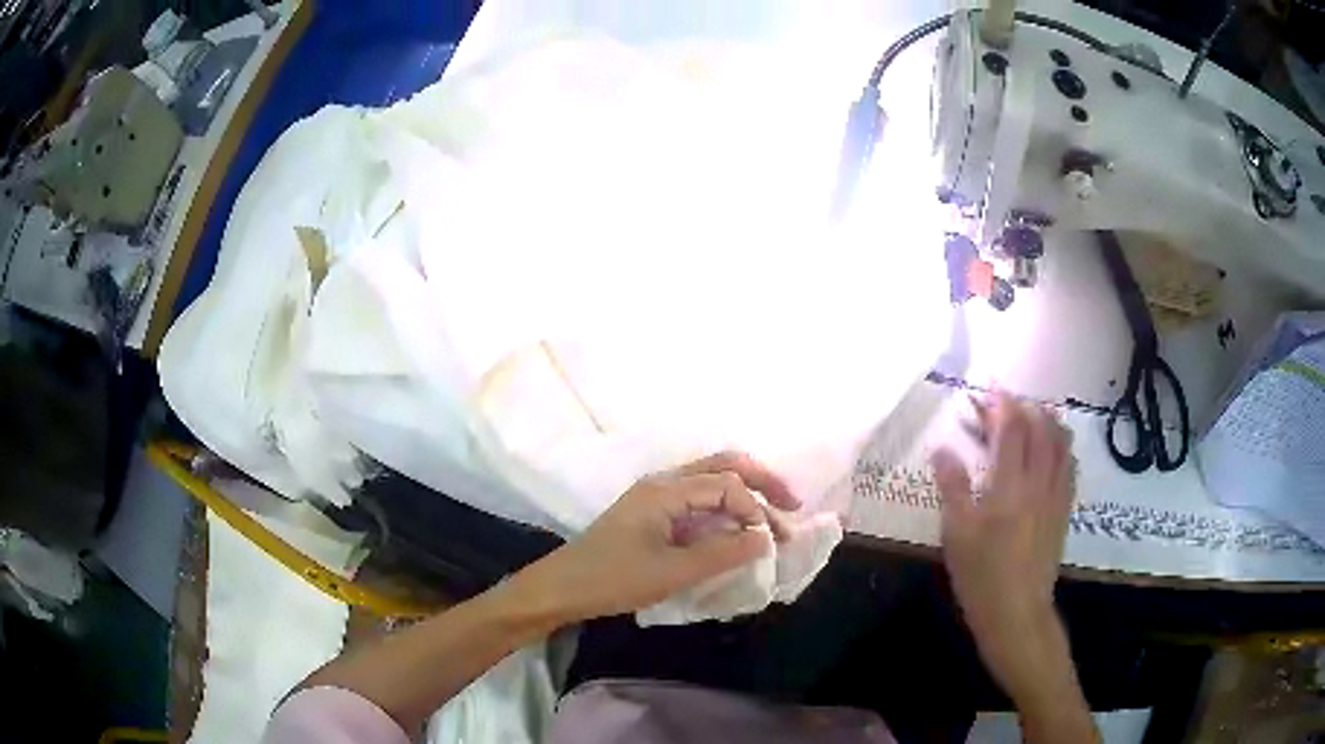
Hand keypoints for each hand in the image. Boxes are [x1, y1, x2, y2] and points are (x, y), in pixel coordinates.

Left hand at [516, 452, 800, 621]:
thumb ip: (721, 554)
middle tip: (793, 504)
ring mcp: (656, 495)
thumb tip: (765, 538)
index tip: (772, 540)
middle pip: (722, 465)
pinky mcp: (653, 513)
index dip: (755, 508)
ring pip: (711, 479)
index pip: (725, 483)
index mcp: (665, 490)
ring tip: (773, 515)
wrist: (562, 587)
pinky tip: (738, 526)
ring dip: (744, 493)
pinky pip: (698, 499)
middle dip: (761, 480)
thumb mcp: (671, 572)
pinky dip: (725, 507)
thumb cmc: (613, 579)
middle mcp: (663, 482)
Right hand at [931, 394, 1074, 700]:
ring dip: (1049, 420)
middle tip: (1006, 402)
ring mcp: (1056, 495)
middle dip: (1024, 406)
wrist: (1017, 613)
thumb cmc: (981, 576)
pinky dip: (1062, 446)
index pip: (1011, 428)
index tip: (988, 389)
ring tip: (1035, 413)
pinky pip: (1070, 466)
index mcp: (1009, 485)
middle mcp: (1038, 481)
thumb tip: (942, 448)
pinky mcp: (1064, 511)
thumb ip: (952, 486)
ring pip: (1061, 443)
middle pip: (1040, 428)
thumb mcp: (956, 534)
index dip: (1001, 403)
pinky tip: (1055, 449)